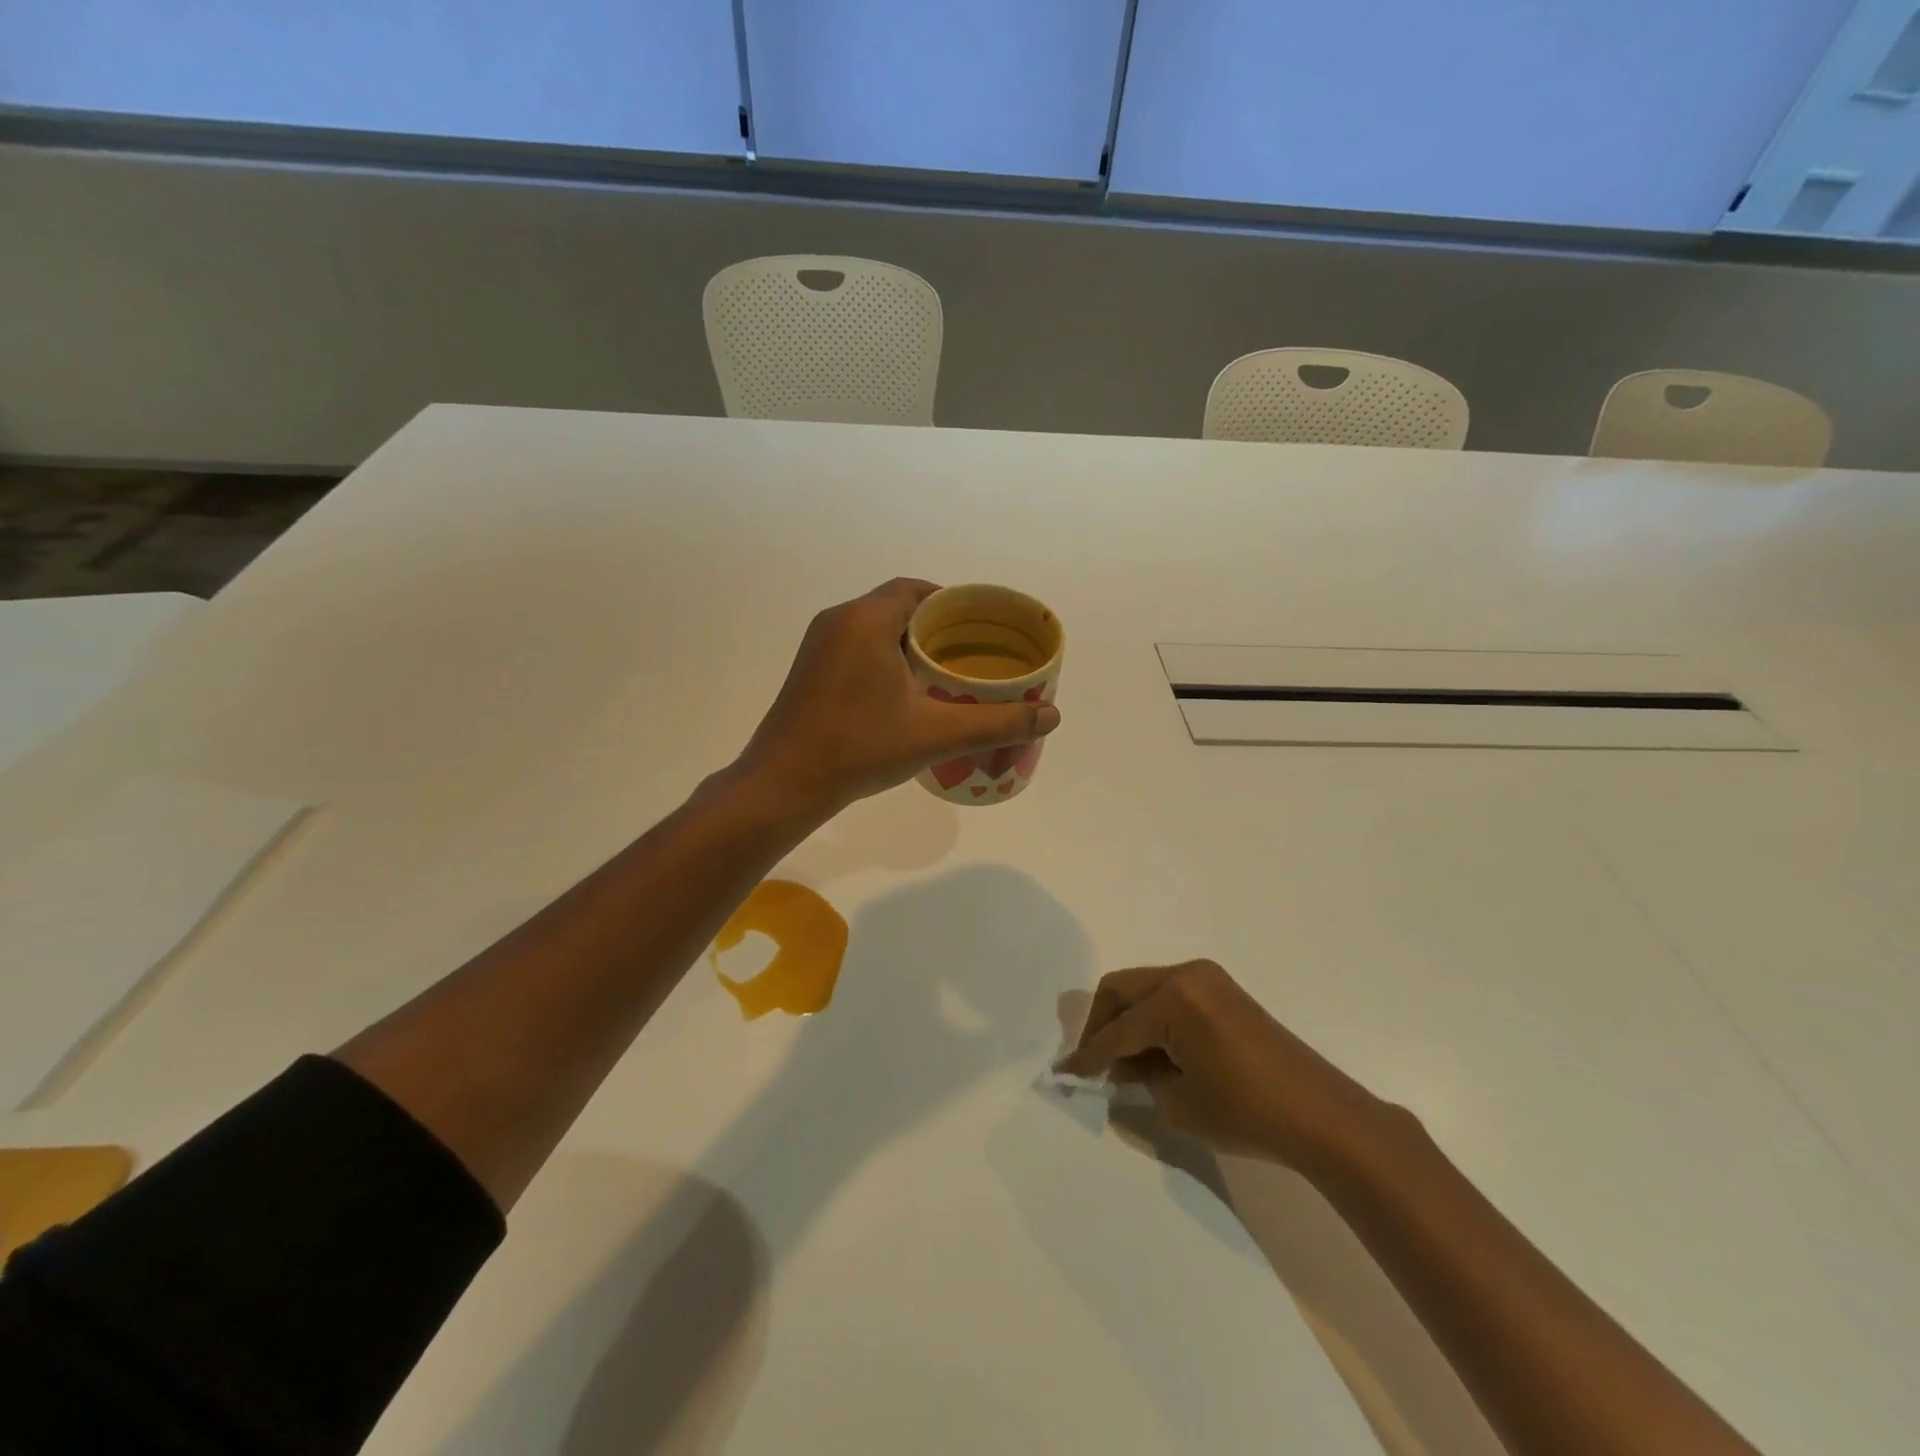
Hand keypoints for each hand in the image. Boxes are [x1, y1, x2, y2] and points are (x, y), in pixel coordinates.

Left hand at [737, 578, 1060, 815]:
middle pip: (897, 605)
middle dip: (934, 625)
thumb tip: (1052, 716)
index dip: (951, 602)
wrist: (784, 783)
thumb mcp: (936, 734)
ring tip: (944, 672)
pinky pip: (855, 646)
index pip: (917, 589)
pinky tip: (904, 691)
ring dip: (907, 642)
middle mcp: (838, 620)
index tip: (980, 625)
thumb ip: (996, 722)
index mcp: (866, 619)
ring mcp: (818, 645)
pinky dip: (884, 656)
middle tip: (969, 652)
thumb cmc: (860, 748)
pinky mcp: (808, 670)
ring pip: (874, 627)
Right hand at [1056, 960, 1388, 1171]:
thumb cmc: (1246, 1112)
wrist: (1319, 1114)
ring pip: (1144, 988)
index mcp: (1173, 999)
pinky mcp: (1222, 989)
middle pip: (1122, 989)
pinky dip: (1153, 1017)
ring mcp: (1207, 978)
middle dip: (1101, 1024)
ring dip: (1128, 1019)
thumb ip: (1141, 1076)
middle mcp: (1186, 975)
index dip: (1088, 1056)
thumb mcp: (1179, 1102)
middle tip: (1093, 1061)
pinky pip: (1170, 994)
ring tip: (1125, 1062)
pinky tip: (1154, 1050)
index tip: (1065, 1072)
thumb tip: (1125, 1065)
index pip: (1117, 1031)